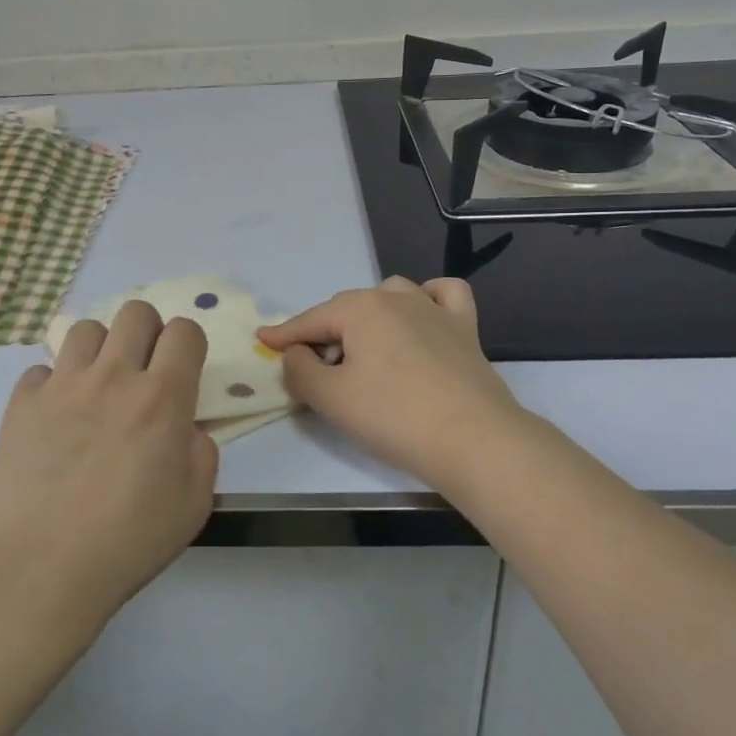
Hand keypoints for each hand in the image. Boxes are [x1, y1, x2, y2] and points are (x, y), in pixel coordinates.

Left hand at [0, 301, 217, 631]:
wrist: (39, 570)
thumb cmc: (126, 542)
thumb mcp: (193, 505)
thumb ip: (201, 452)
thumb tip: (185, 427)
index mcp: (161, 398)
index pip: (184, 331)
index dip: (189, 344)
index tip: (183, 370)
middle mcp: (113, 377)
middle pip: (135, 312)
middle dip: (147, 332)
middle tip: (142, 371)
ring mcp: (63, 385)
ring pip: (86, 329)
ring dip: (100, 350)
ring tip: (97, 387)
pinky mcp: (22, 402)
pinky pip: (42, 369)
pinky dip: (54, 385)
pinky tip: (55, 418)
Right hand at [257, 277, 530, 495]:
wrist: (474, 439)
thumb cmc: (393, 416)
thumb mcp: (330, 398)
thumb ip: (299, 370)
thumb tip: (295, 355)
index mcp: (359, 309)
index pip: (309, 321)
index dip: (283, 335)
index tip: (262, 341)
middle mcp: (395, 297)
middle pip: (346, 309)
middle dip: (324, 332)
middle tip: (314, 368)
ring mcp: (434, 309)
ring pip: (390, 295)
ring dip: (369, 315)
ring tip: (363, 348)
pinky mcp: (465, 328)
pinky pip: (443, 295)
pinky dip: (427, 299)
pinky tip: (421, 318)